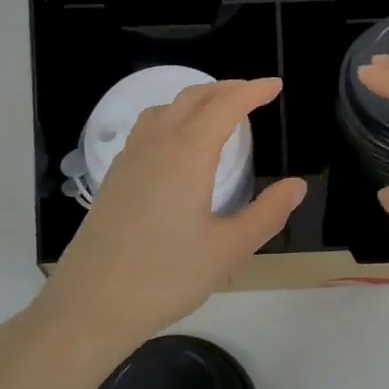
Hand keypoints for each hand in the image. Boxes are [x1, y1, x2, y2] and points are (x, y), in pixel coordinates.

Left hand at [36, 78, 305, 355]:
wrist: (92, 303)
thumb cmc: (166, 276)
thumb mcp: (229, 250)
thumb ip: (267, 214)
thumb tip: (297, 186)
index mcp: (188, 154)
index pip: (226, 106)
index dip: (253, 91)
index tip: (275, 86)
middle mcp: (157, 144)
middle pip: (194, 98)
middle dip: (227, 89)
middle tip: (254, 94)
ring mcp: (130, 158)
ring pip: (166, 108)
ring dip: (197, 100)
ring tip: (218, 111)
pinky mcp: (115, 176)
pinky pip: (148, 127)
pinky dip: (173, 117)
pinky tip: (178, 144)